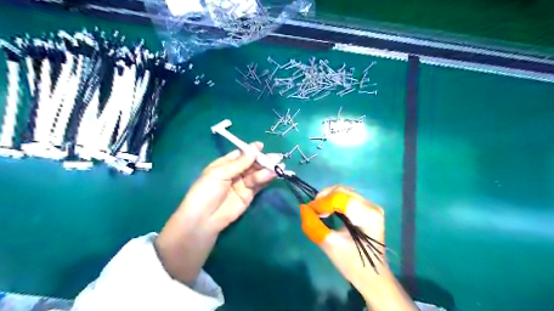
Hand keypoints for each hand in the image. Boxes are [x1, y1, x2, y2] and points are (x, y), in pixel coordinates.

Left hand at [155, 142, 281, 284]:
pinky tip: (273, 174)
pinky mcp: (248, 195)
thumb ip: (239, 163)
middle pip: (251, 164)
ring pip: (256, 174)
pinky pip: (258, 185)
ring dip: (266, 169)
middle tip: (276, 157)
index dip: (250, 151)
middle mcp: (234, 173)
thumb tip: (254, 150)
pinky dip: (266, 179)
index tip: (261, 146)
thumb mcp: (220, 173)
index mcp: (224, 165)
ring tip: (277, 166)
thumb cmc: (206, 192)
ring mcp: (242, 184)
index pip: (240, 155)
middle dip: (263, 160)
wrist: (204, 220)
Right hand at [302, 186, 414, 309]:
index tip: (309, 211)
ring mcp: (371, 206)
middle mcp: (372, 206)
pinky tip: (327, 210)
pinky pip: (346, 197)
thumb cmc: (353, 264)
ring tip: (318, 211)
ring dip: (328, 198)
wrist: (372, 277)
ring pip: (343, 192)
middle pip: (342, 191)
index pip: (340, 198)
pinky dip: (334, 201)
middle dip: (324, 198)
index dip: (321, 202)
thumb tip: (303, 208)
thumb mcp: (330, 246)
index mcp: (367, 215)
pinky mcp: (367, 208)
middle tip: (312, 210)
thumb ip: (314, 226)